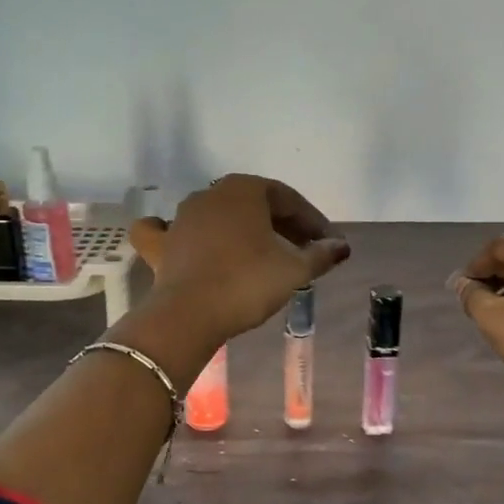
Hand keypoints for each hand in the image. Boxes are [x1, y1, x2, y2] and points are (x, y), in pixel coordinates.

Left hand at [129, 175, 350, 343]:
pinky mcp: (162, 245)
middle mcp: (210, 194)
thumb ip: (320, 254)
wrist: (190, 314)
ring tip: (261, 254)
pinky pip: (167, 231)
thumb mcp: (294, 270)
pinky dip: (177, 234)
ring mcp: (181, 217)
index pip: (288, 199)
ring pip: (218, 216)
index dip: (312, 221)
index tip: (327, 244)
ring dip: (242, 231)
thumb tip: (341, 246)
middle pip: (254, 205)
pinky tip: (181, 239)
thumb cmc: (248, 283)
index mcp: (244, 190)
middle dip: (281, 225)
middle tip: (303, 251)